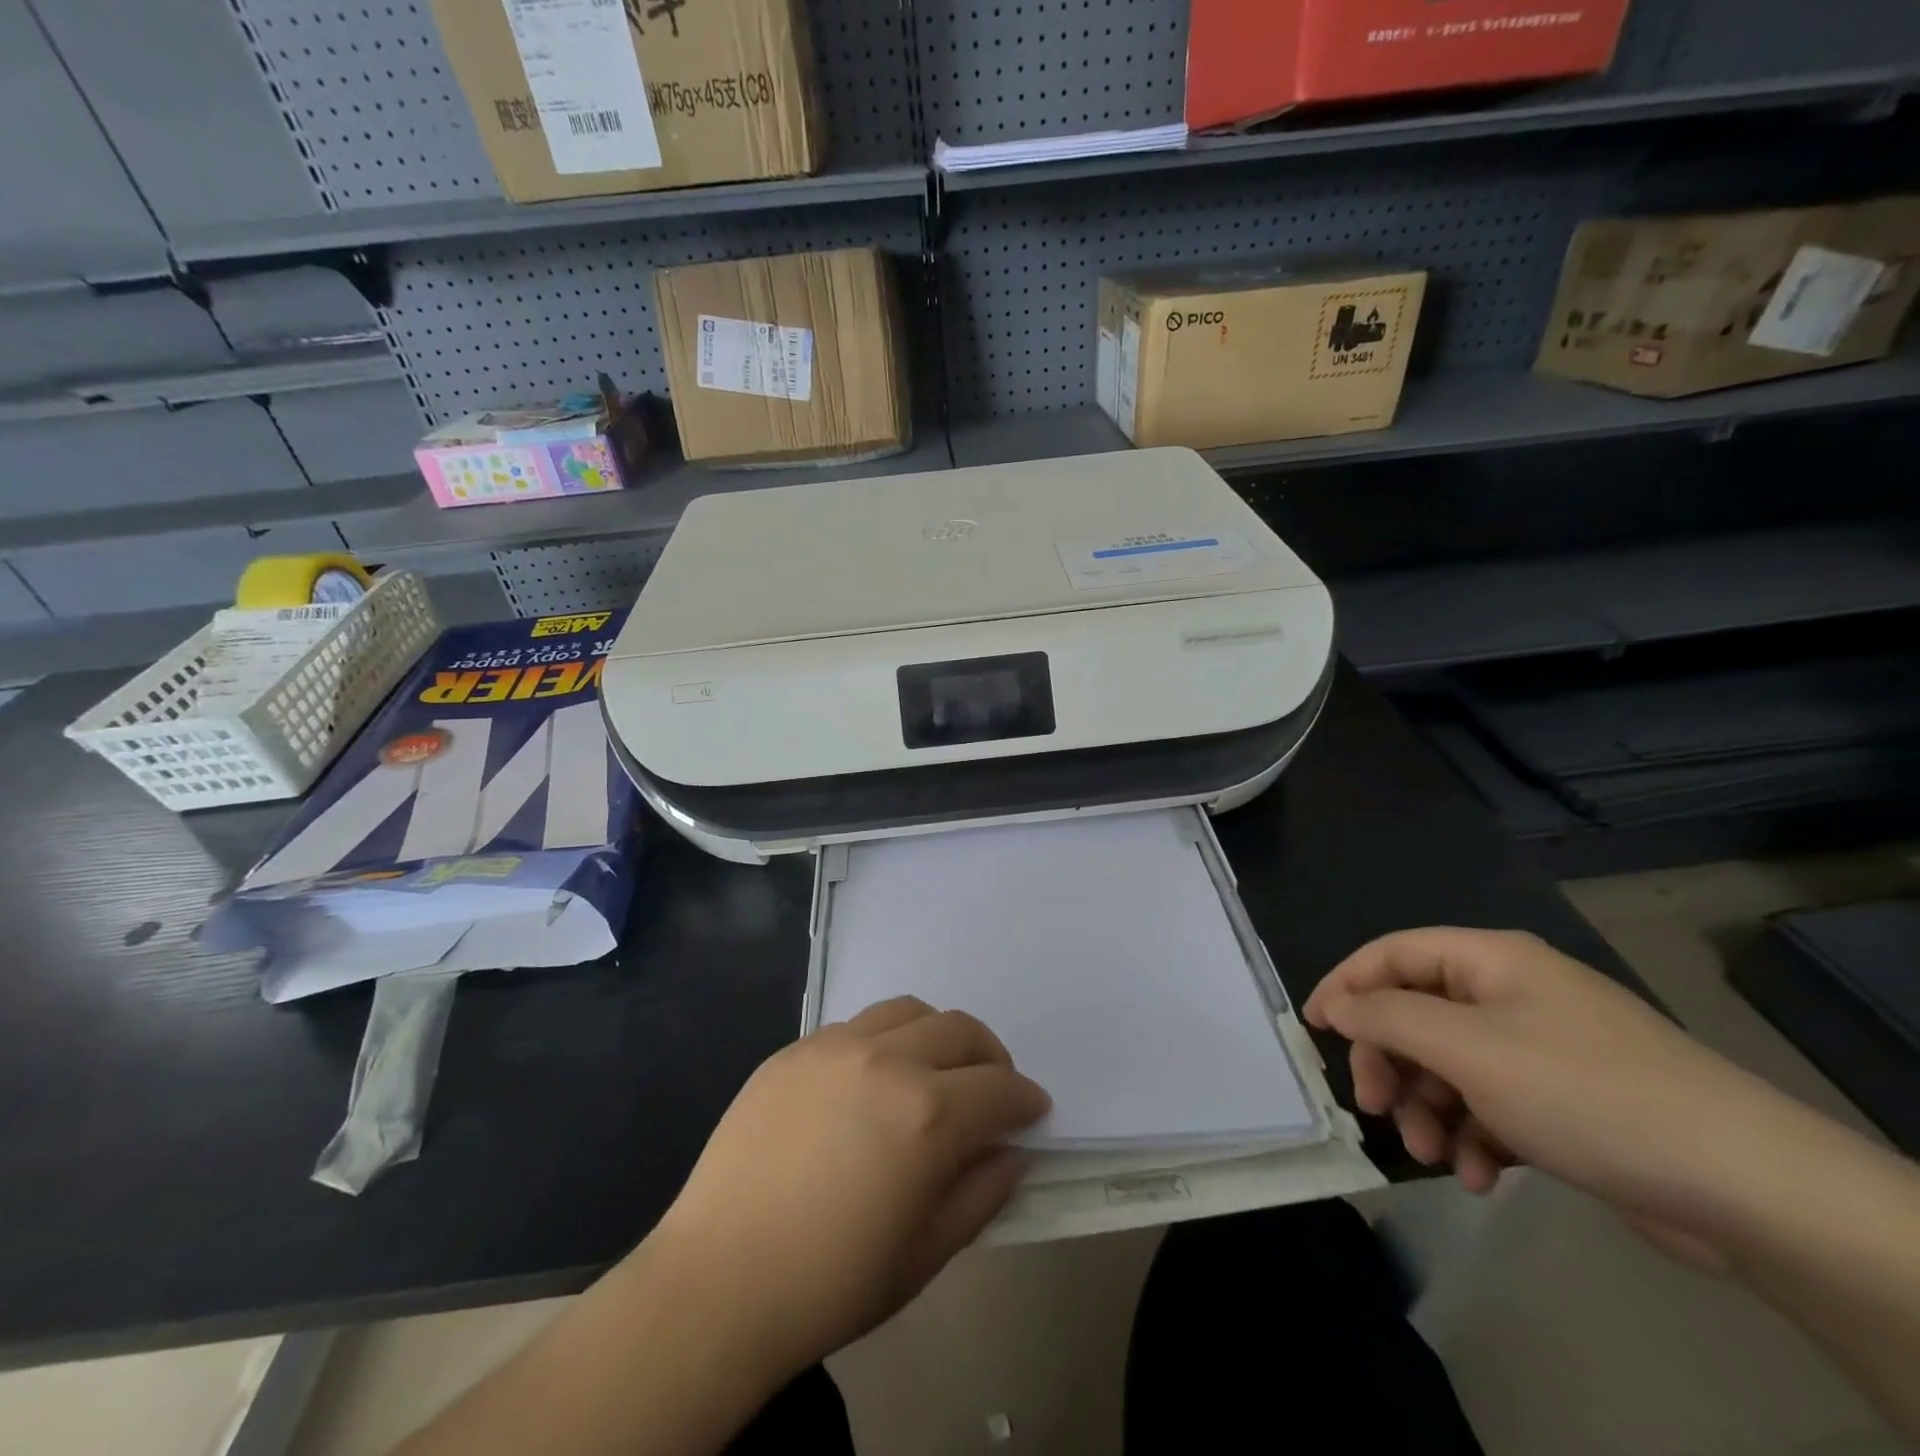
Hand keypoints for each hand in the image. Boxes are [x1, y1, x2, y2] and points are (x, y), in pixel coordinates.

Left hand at [650, 997, 1049, 1376]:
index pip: (1000, 1088)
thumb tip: (1009, 1152)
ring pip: (909, 1011)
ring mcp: (835, 1045)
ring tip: (934, 1069)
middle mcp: (887, 1060)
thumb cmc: (832, 1282)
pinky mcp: (795, 1048)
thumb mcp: (926, 1253)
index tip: (1032, 1112)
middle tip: (991, 1089)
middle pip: (961, 1031)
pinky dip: (883, 1040)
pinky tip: (870, 1079)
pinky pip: (856, 1025)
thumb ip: (982, 1193)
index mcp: (928, 1113)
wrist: (718, 1281)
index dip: (1025, 1100)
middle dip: (990, 1058)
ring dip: (937, 1034)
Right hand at [1303, 927, 1792, 1266]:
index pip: (1392, 954)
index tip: (1312, 1028)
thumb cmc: (1582, 1092)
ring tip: (1434, 1156)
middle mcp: (1512, 994)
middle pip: (1418, 1014)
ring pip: (1451, 1066)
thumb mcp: (1466, 1049)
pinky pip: (1493, 1105)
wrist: (1744, 1186)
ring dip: (1430, 1109)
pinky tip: (1481, 1177)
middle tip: (1376, 1108)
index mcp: (1490, 961)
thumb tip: (1337, 1004)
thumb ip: (1387, 1018)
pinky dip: (1475, 1137)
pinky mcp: (1567, 1101)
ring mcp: (1542, 1048)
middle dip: (1391, 1063)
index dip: (1346, 984)